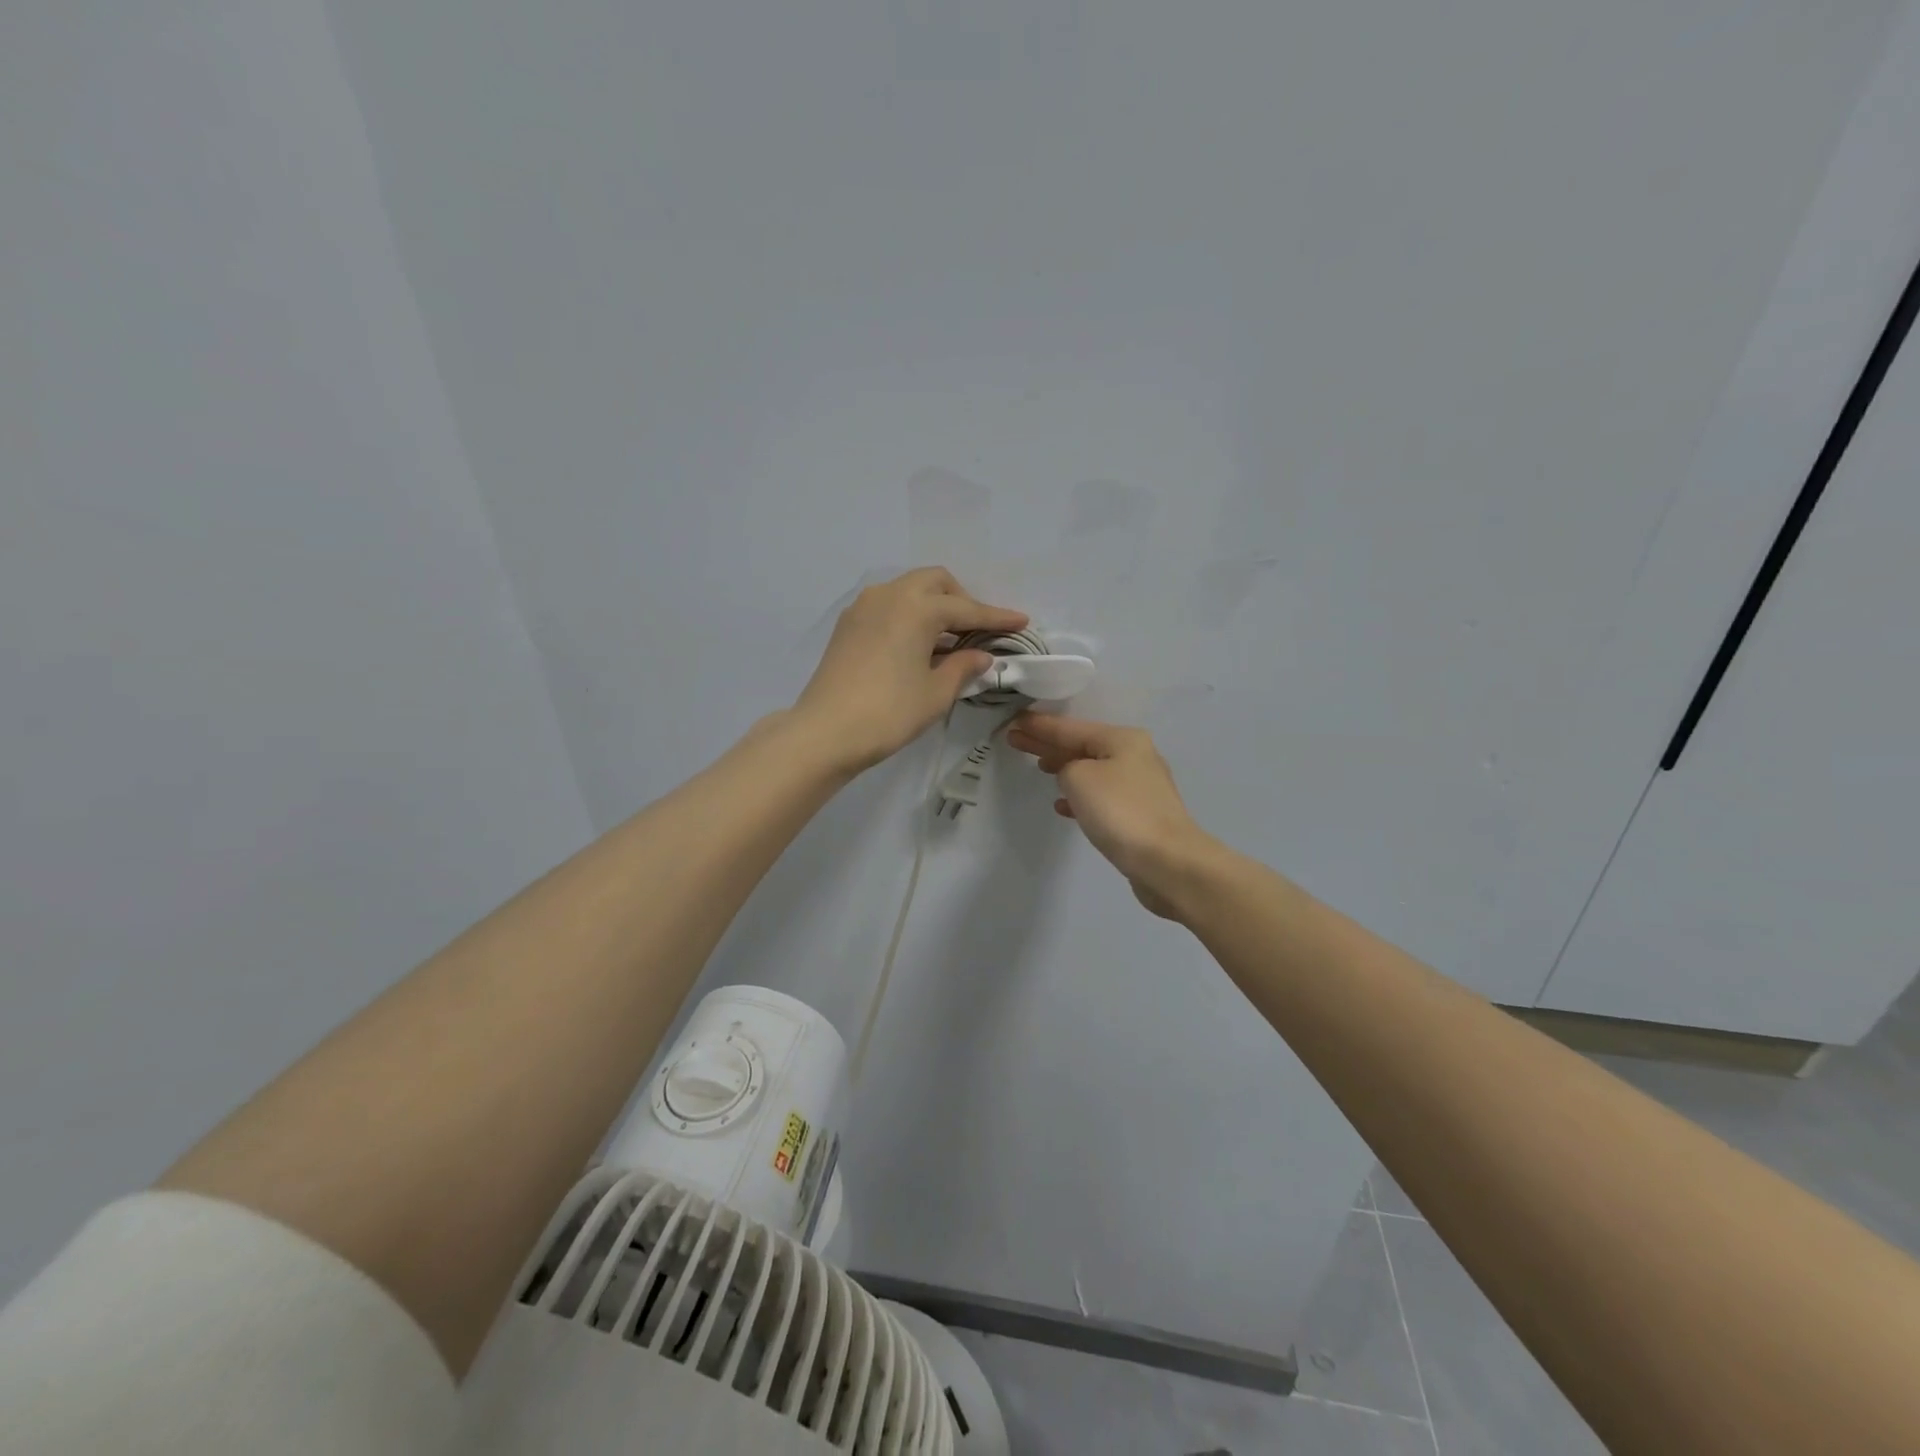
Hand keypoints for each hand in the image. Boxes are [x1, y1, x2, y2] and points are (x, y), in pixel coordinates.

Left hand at [792, 567, 1027, 773]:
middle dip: (962, 600)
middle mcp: (889, 595)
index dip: (997, 618)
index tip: (1022, 621)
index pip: (966, 609)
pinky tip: (918, 644)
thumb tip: (981, 656)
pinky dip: (909, 615)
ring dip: (933, 605)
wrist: (825, 732)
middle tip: (978, 630)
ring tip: (950, 639)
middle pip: (935, 583)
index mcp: (916, 607)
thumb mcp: (936, 693)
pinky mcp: (847, 625)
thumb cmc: (889, 712)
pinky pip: (888, 606)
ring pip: (908, 590)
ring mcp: (863, 607)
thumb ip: (964, 668)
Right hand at [1006, 713, 1219, 918]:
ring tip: (1039, 768)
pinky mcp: (1140, 815)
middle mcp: (1134, 756)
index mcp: (1122, 739)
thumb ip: (1066, 767)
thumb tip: (1072, 775)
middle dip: (1048, 744)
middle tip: (1015, 740)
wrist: (1167, 862)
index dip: (1040, 726)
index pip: (1070, 728)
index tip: (1014, 721)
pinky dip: (1080, 797)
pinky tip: (1063, 806)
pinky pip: (1101, 796)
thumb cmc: (1120, 811)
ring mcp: (1139, 787)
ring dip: (1065, 768)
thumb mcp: (1080, 778)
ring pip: (1091, 770)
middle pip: (1081, 745)